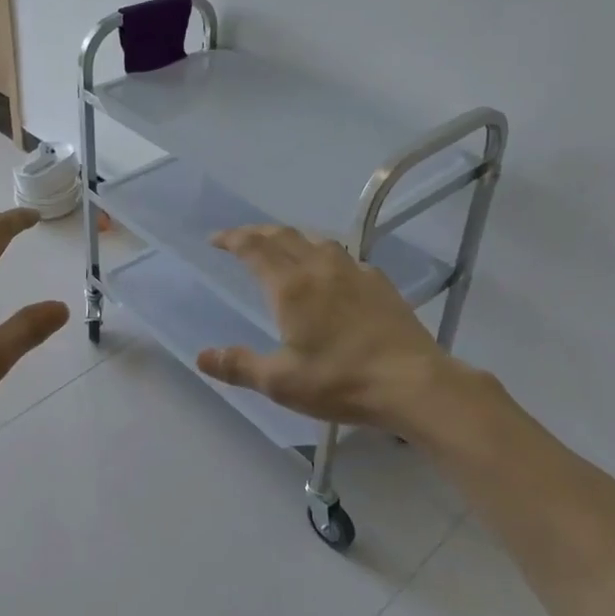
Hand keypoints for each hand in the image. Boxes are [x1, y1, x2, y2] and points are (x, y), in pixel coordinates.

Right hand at [197, 225, 501, 443]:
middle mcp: (319, 268)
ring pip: (315, 240)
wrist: (413, 383)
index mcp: (290, 286)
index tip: (215, 239)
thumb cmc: (341, 381)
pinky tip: (330, 272)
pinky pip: (343, 256)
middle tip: (241, 238)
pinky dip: (323, 254)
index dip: (232, 239)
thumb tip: (201, 356)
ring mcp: (353, 271)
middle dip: (257, 232)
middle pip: (282, 236)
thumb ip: (239, 366)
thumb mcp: (281, 382)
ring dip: (291, 238)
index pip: (254, 248)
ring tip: (283, 247)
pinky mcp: (379, 283)